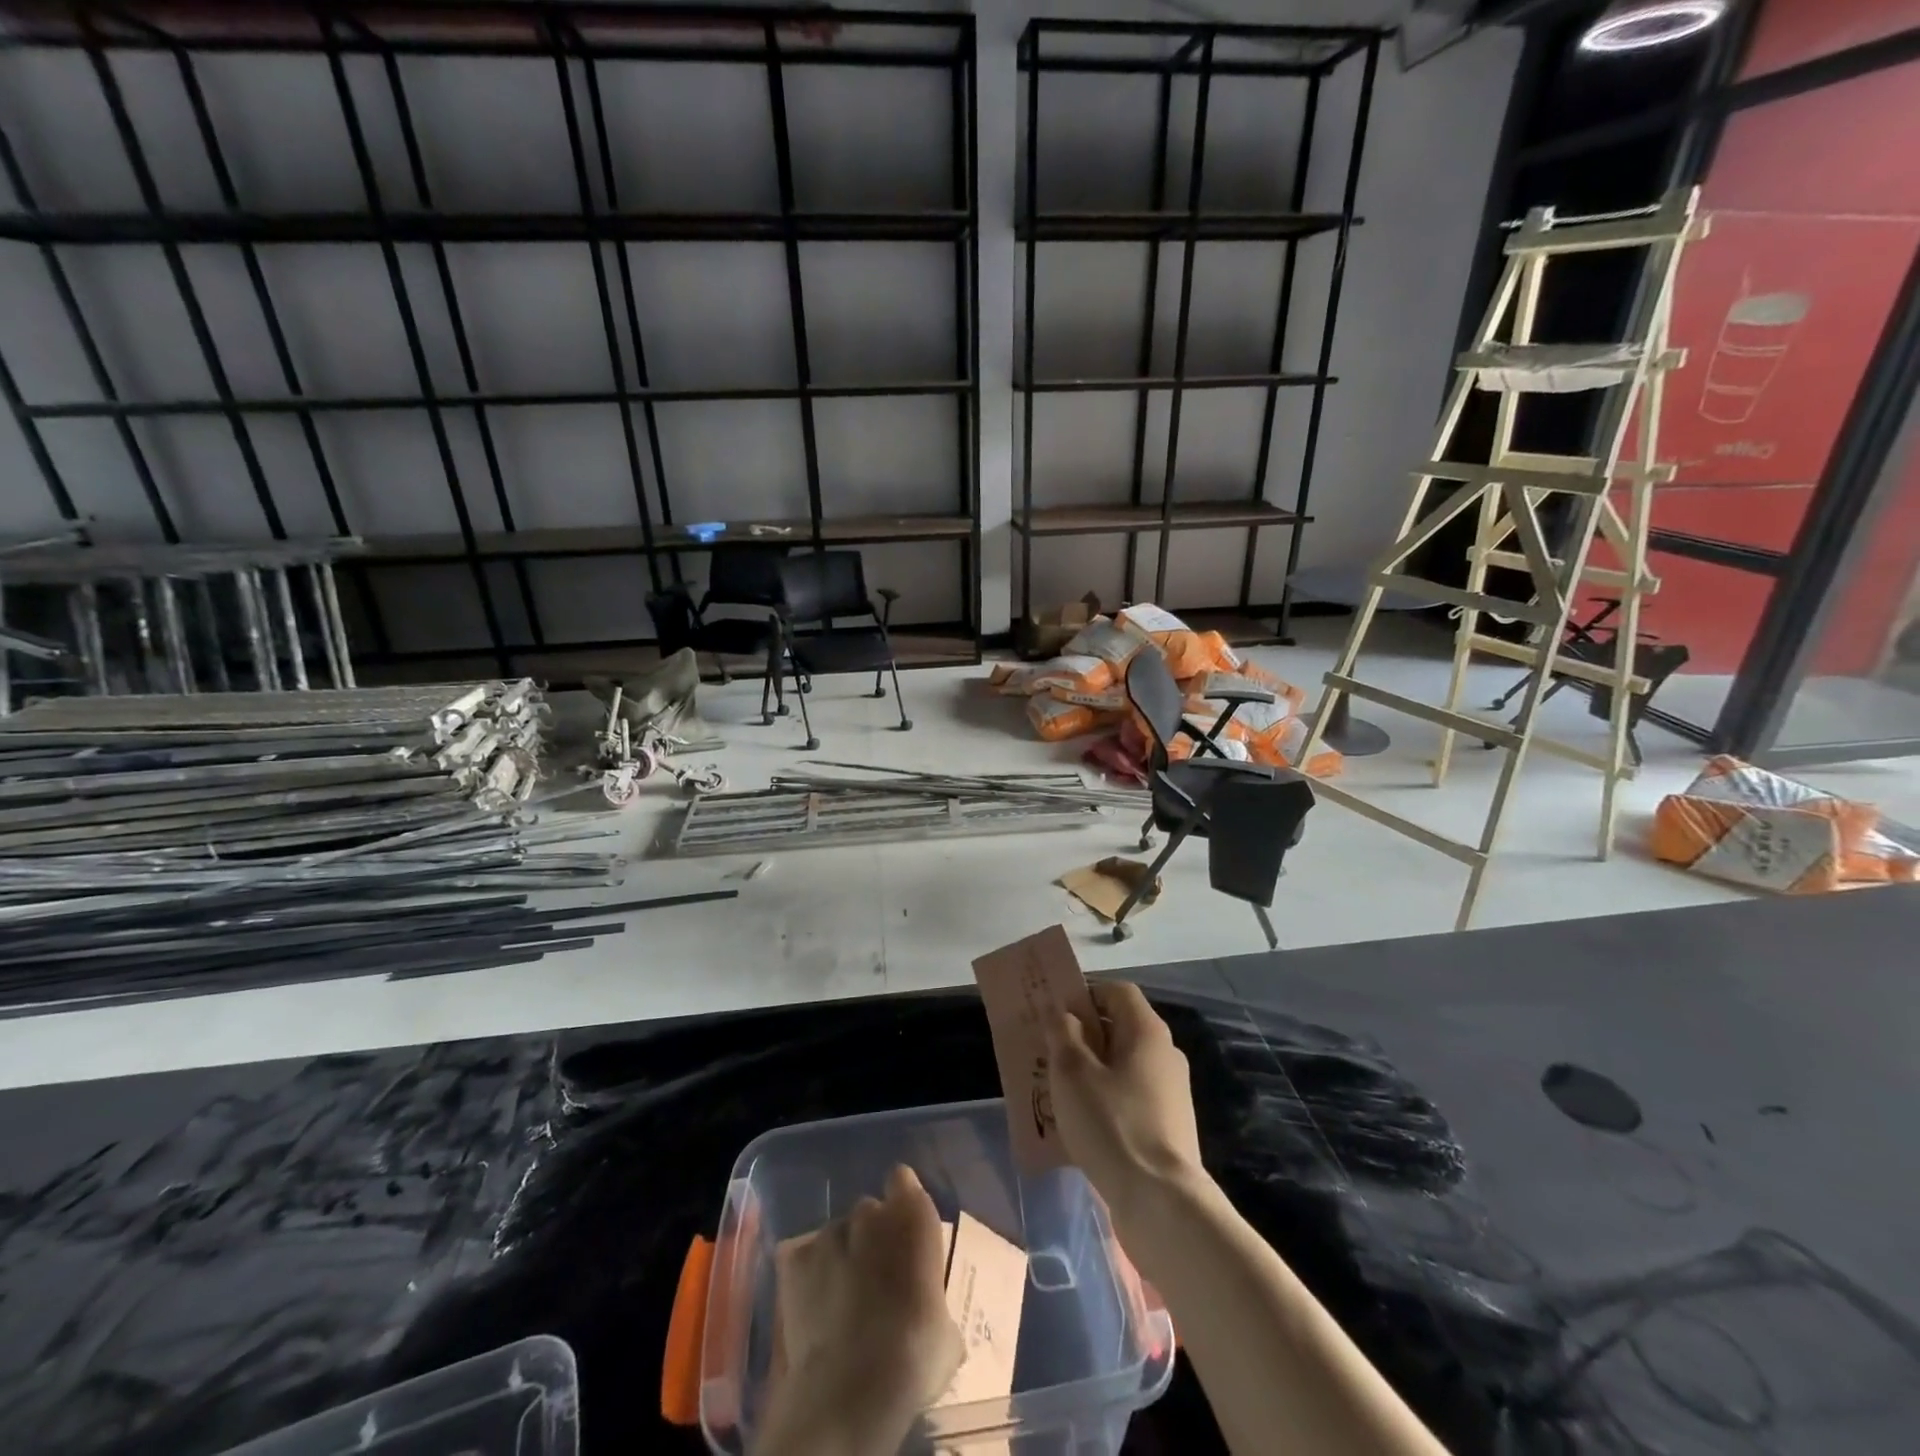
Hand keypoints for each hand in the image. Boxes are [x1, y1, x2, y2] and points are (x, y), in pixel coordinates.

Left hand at [757, 1165, 963, 1455]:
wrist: (851, 1390)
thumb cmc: (914, 1356)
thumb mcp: (946, 1332)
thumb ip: (934, 1303)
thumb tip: (931, 1316)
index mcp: (913, 1216)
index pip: (904, 1182)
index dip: (903, 1203)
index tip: (905, 1232)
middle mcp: (870, 1212)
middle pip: (870, 1212)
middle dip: (873, 1236)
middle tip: (878, 1280)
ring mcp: (829, 1233)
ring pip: (838, 1235)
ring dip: (842, 1257)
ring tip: (843, 1302)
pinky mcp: (795, 1260)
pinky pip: (805, 1258)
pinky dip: (810, 1277)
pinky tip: (815, 1310)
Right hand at [1045, 983, 1205, 1231]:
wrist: (1161, 1203)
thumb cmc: (1112, 1124)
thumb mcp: (1073, 1072)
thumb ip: (1062, 1033)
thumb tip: (1060, 1011)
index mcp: (1147, 1032)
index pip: (1117, 992)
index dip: (1084, 994)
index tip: (1054, 1014)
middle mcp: (1165, 1055)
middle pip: (1119, 1029)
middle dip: (1082, 1036)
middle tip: (1047, 1052)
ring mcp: (1170, 1093)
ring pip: (1122, 1067)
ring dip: (1090, 1071)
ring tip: (1057, 1091)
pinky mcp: (1168, 1128)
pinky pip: (1130, 1099)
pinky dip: (1105, 1101)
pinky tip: (1080, 1125)